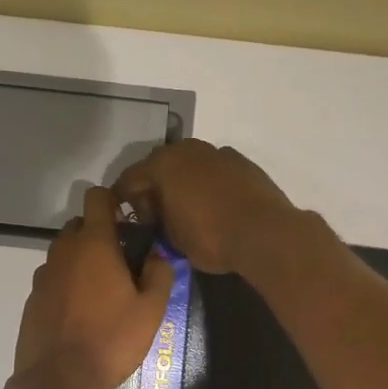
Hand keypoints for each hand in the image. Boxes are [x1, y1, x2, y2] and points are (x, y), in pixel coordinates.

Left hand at [14, 187, 174, 388]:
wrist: (60, 381)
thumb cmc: (112, 340)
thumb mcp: (152, 309)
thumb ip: (160, 272)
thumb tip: (157, 254)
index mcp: (94, 244)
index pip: (97, 198)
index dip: (113, 202)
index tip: (128, 223)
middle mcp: (64, 251)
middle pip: (80, 225)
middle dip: (99, 234)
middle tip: (122, 262)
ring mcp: (44, 275)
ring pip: (65, 253)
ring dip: (82, 260)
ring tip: (102, 291)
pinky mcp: (32, 299)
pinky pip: (53, 278)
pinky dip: (67, 284)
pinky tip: (81, 313)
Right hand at [113, 139, 298, 274]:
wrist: (265, 233)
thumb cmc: (210, 237)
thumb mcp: (172, 239)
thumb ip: (157, 222)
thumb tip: (157, 218)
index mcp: (162, 164)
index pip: (129, 179)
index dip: (122, 199)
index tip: (124, 217)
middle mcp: (187, 149)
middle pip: (159, 166)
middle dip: (153, 187)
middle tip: (155, 214)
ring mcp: (217, 152)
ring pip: (189, 164)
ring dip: (183, 182)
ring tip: (186, 208)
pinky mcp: (241, 162)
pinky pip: (214, 170)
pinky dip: (208, 182)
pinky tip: (214, 203)